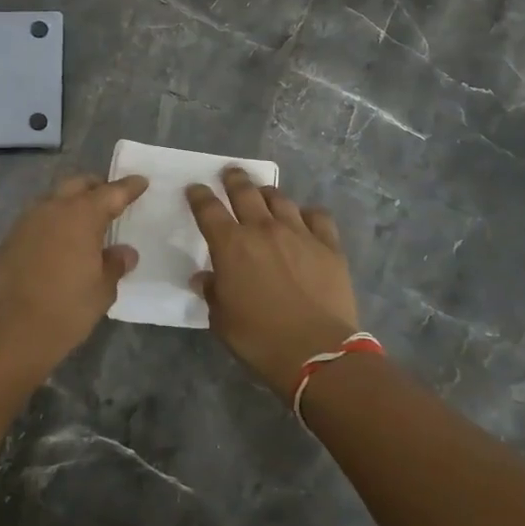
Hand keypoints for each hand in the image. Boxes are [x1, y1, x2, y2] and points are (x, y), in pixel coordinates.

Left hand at [0, 173, 148, 380]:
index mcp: (81, 215)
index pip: (111, 192)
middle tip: (111, 200)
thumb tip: (124, 252)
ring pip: (54, 199)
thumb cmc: (66, 309)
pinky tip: (59, 242)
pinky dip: (52, 222)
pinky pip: (37, 219)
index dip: (129, 187)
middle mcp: (52, 208)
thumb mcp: (102, 291)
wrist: (8, 332)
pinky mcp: (9, 238)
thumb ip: (115, 264)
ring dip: (71, 203)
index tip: (141, 182)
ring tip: (85, 222)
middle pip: (78, 184)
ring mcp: (26, 221)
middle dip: (96, 187)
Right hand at [187, 168, 359, 397]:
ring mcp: (299, 233)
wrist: (317, 352)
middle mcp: (263, 229)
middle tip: (230, 173)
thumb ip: (212, 292)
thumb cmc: (260, 339)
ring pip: (280, 199)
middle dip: (234, 179)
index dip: (199, 196)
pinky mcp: (328, 245)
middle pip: (245, 191)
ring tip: (264, 194)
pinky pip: (317, 216)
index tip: (195, 189)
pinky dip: (307, 213)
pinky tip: (305, 218)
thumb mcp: (222, 320)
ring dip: (267, 194)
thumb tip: (205, 278)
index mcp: (231, 245)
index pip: (208, 209)